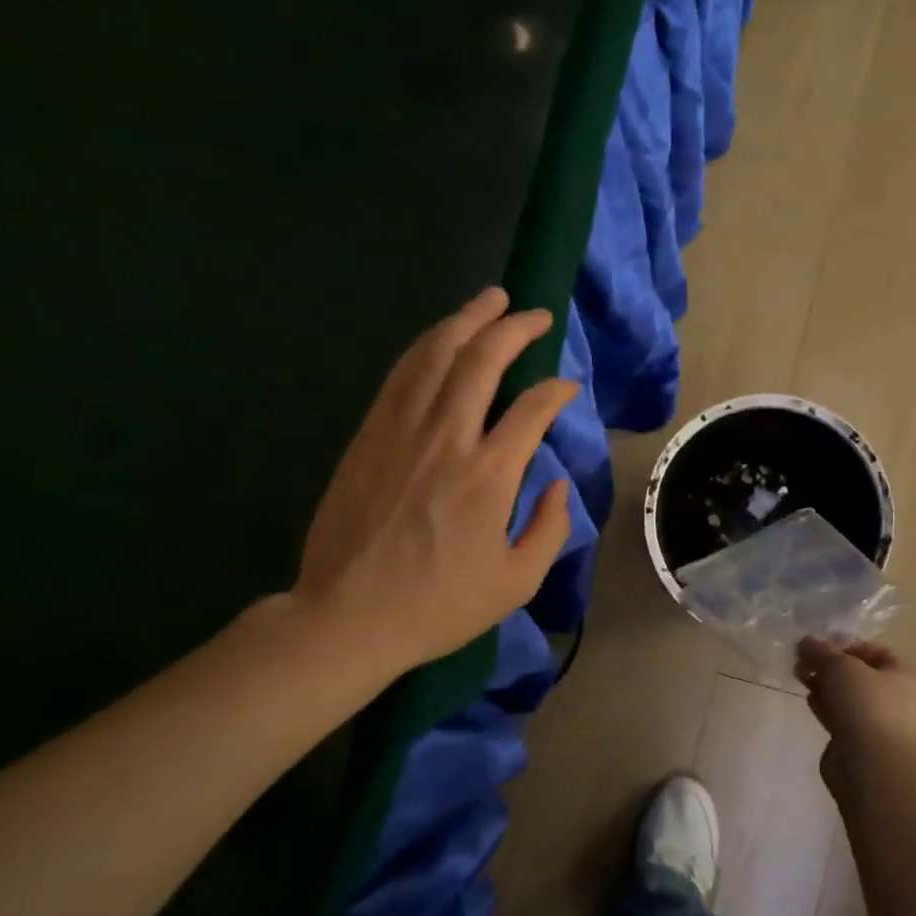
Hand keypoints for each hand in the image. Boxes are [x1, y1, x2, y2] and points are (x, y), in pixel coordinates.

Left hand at [292, 287, 578, 675]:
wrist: (348, 616)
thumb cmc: (438, 606)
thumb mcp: (516, 582)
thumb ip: (550, 528)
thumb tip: (558, 482)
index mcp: (490, 475)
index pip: (533, 408)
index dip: (556, 389)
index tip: (567, 385)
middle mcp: (447, 438)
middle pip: (482, 361)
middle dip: (514, 327)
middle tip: (534, 313)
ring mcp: (401, 431)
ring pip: (437, 354)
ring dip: (467, 319)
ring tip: (490, 299)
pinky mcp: (369, 434)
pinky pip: (402, 374)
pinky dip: (427, 346)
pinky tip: (442, 336)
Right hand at [796, 637, 915, 785]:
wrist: (870, 765)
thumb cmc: (865, 704)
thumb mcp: (840, 666)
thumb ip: (821, 651)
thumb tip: (806, 641)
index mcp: (901, 675)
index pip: (875, 650)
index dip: (847, 644)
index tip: (820, 644)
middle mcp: (893, 697)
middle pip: (858, 673)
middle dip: (829, 664)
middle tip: (802, 659)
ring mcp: (875, 722)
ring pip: (846, 695)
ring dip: (823, 683)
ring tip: (799, 674)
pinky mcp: (856, 742)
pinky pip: (838, 716)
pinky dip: (824, 705)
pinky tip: (808, 698)